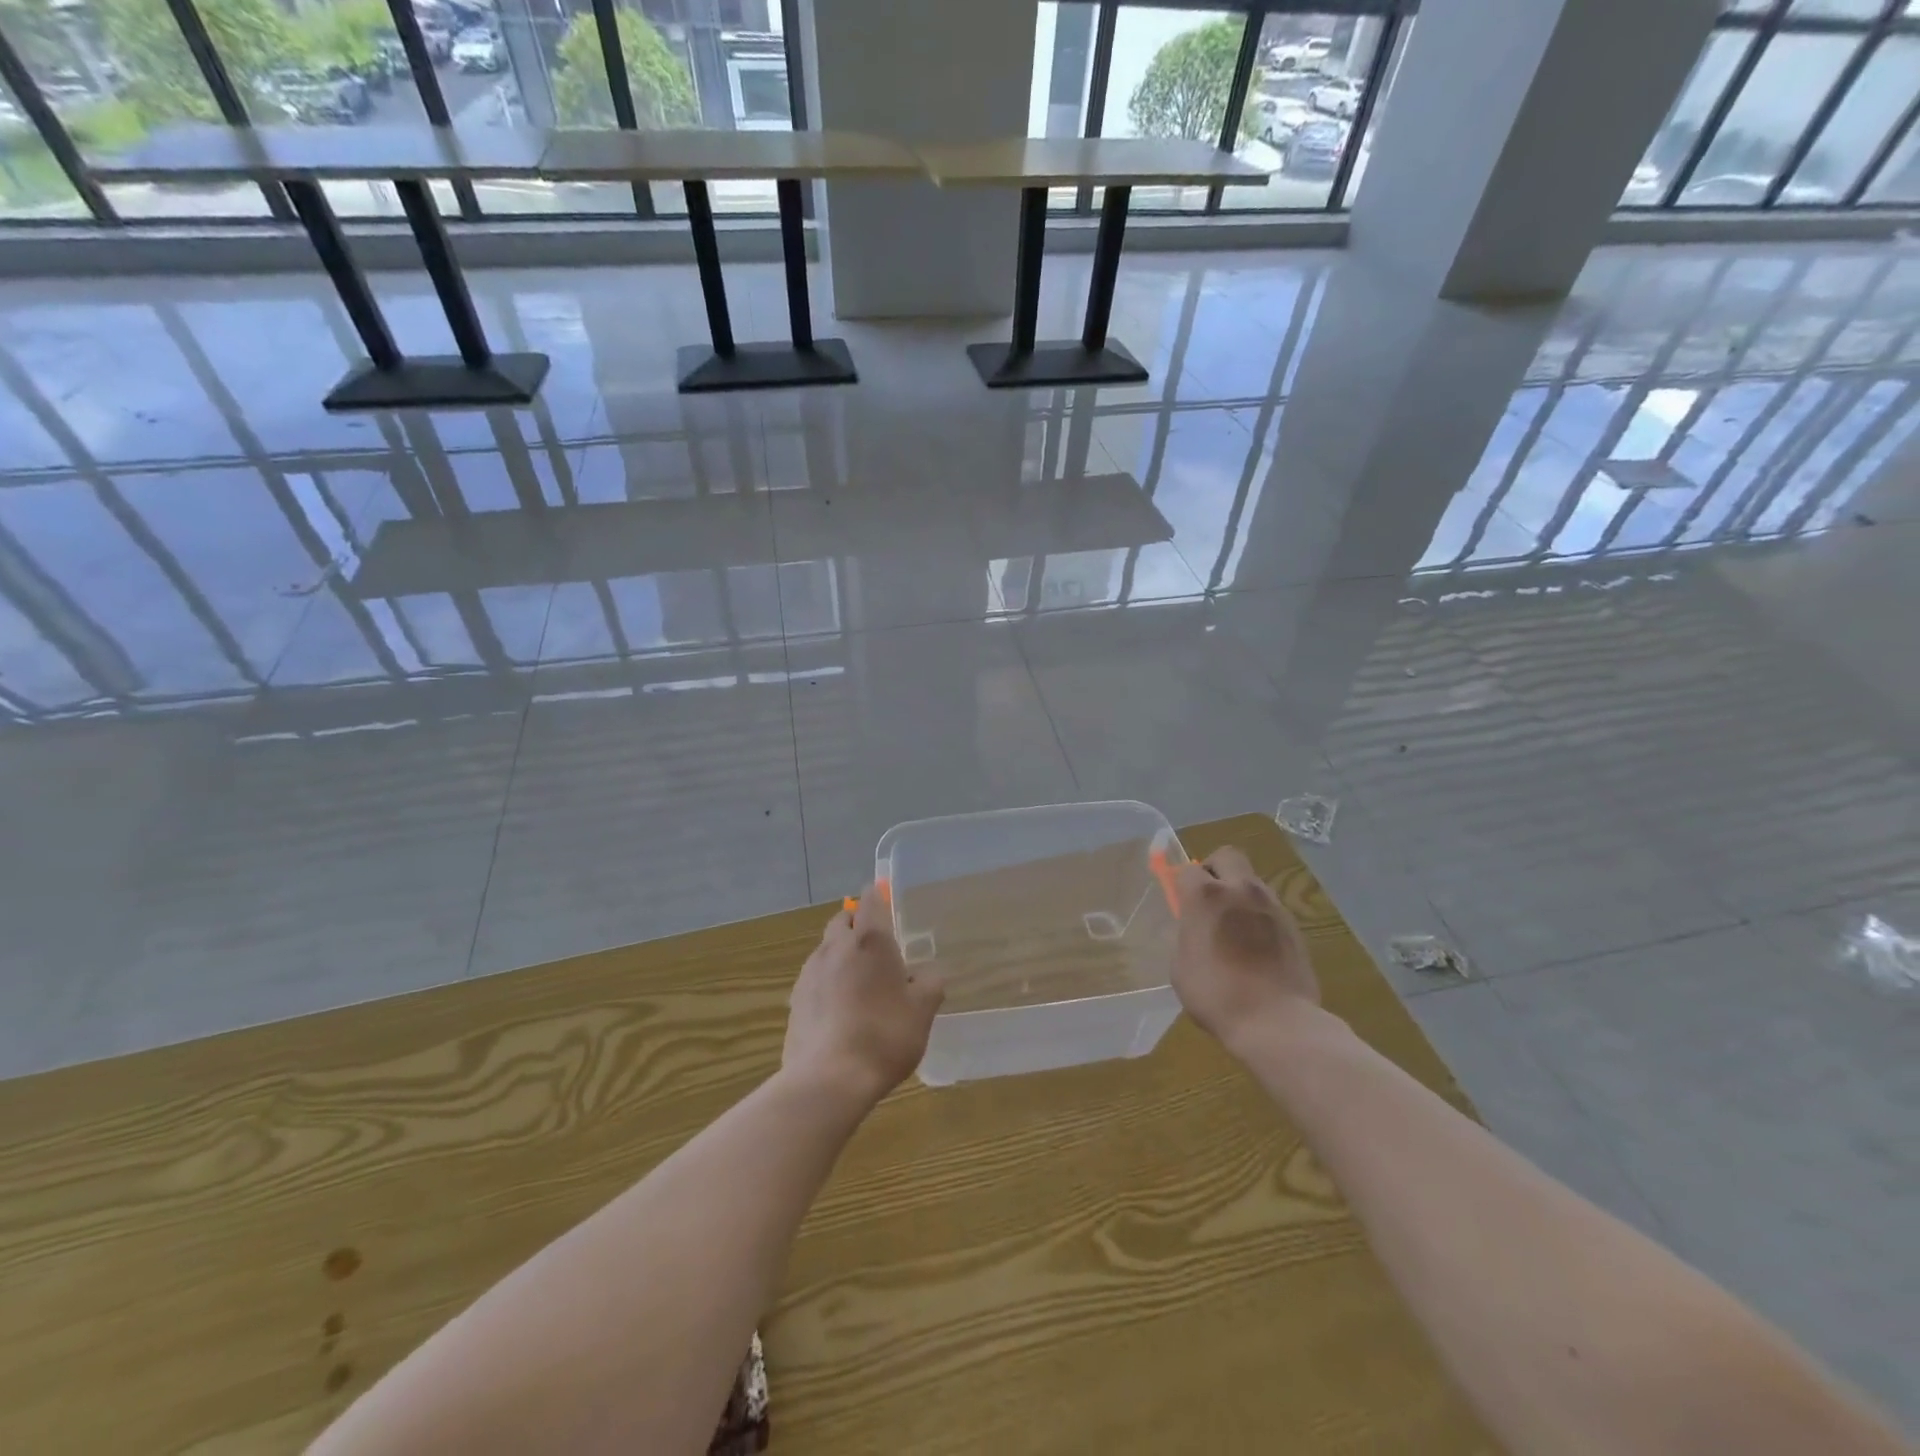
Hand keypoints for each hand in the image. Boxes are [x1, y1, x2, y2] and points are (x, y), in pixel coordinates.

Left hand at [783, 887, 944, 1108]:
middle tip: (879, 947)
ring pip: (826, 949)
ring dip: (841, 954)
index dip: (878, 896)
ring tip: (861, 983)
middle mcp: (835, 946)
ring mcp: (809, 972)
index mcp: (869, 940)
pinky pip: (814, 978)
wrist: (828, 1079)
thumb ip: (930, 985)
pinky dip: (827, 982)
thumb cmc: (884, 1035)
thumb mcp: (923, 1011)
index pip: (870, 899)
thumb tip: (929, 974)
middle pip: (843, 920)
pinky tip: (840, 1009)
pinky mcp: (794, 1000)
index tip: (887, 901)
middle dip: (857, 924)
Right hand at [1171, 847, 1318, 1050]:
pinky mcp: (1294, 926)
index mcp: (1206, 896)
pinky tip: (1256, 947)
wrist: (1276, 1022)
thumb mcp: (1181, 966)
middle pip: (1227, 856)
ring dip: (1240, 894)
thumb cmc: (1216, 995)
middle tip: (1209, 898)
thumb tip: (1196, 928)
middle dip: (1215, 869)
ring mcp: (1272, 906)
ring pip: (1252, 881)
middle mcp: (1240, 890)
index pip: (1189, 870)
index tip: (1182, 904)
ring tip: (1235, 928)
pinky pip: (1270, 908)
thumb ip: (1187, 936)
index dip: (1183, 885)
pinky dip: (1259, 917)